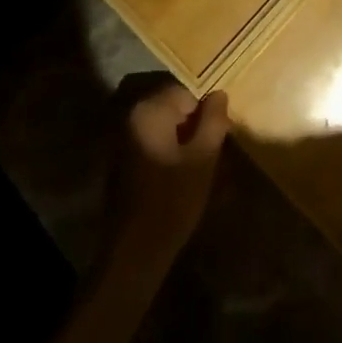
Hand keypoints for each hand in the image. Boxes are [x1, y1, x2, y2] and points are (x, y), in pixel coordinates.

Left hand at [105, 79, 229, 274]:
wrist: (134, 251)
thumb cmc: (173, 201)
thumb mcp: (203, 159)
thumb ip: (214, 121)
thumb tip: (219, 94)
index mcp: (150, 109)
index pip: (186, 91)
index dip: (206, 111)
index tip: (217, 137)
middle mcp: (132, 114)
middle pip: (173, 105)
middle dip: (194, 123)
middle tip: (210, 151)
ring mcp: (123, 135)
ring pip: (163, 124)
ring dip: (181, 137)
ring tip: (197, 165)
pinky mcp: (122, 156)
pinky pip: (151, 139)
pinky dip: (167, 148)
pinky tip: (178, 174)